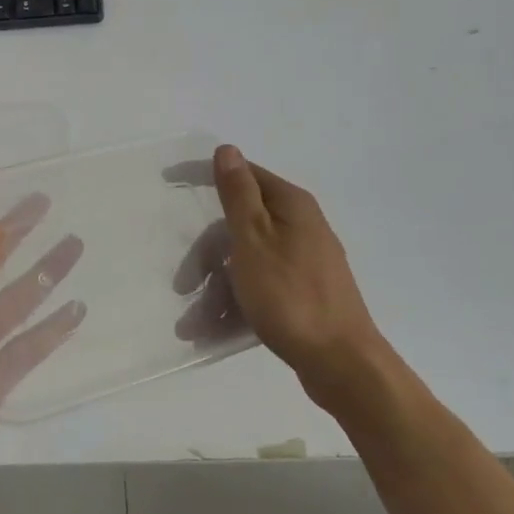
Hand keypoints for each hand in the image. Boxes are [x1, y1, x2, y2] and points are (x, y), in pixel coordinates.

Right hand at [175, 145, 385, 414]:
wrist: (342, 364)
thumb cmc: (291, 296)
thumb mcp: (254, 240)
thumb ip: (238, 195)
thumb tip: (228, 149)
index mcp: (291, 206)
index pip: (243, 175)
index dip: (207, 177)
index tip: (171, 183)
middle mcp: (301, 226)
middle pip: (240, 225)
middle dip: (206, 255)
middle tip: (183, 286)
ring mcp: (304, 262)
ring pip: (247, 262)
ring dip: (216, 289)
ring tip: (193, 324)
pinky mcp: (304, 293)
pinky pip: (260, 287)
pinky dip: (237, 303)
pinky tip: (216, 330)